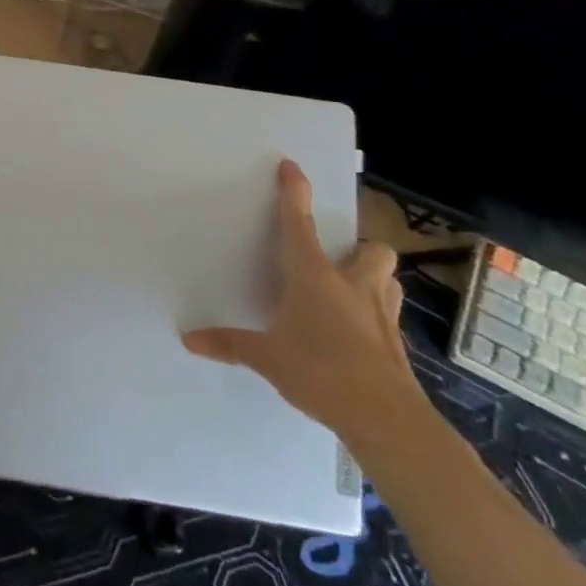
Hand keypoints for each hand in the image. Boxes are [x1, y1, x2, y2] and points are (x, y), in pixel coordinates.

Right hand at [182, 160, 422, 450]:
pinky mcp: (397, 345)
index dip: (294, 192)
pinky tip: (358, 338)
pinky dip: (375, 319)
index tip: (292, 167)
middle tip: (340, 260)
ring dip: (374, 279)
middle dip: (360, 248)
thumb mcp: (267, 358)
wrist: (385, 419)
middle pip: (372, 249)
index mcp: (315, 277)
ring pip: (389, 280)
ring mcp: (382, 315)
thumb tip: (188, 339)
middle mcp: (354, 286)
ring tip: (353, 293)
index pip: (299, 224)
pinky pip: (389, 318)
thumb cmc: (320, 371)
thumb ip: (230, 344)